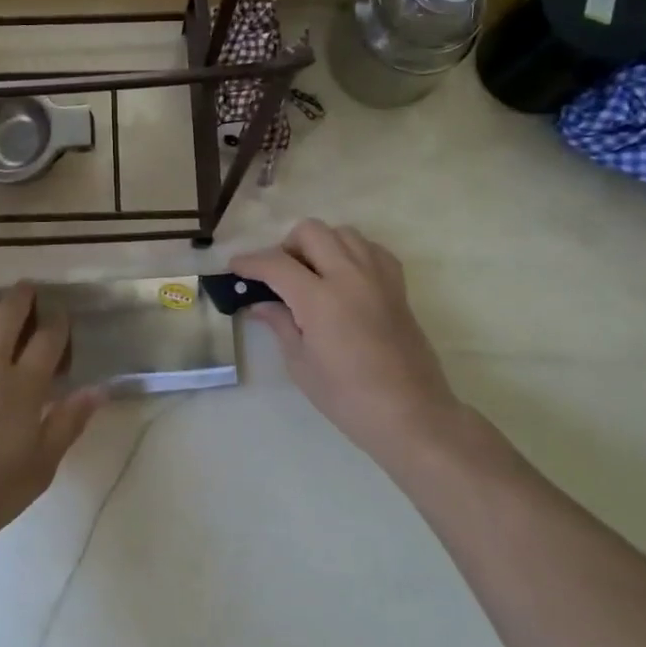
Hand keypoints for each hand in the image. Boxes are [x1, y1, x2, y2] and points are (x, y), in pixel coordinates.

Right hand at [231, 220, 481, 476]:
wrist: (410, 414)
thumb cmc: (348, 398)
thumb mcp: (301, 364)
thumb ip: (280, 324)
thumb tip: (260, 304)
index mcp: (320, 299)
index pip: (276, 264)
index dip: (250, 262)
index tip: (234, 267)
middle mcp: (350, 276)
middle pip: (311, 232)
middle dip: (285, 245)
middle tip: (277, 274)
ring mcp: (378, 278)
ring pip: (343, 233)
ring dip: (320, 244)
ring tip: (310, 273)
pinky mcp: (398, 287)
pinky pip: (371, 249)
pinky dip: (352, 252)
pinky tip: (343, 277)